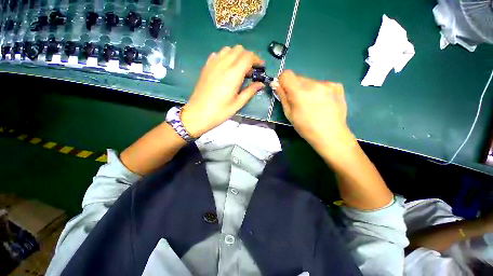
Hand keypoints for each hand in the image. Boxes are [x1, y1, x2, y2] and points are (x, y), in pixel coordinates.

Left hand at [181, 45, 264, 136]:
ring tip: (239, 68)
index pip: (248, 57)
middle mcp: (223, 65)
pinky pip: (217, 54)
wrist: (198, 114)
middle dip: (248, 56)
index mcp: (233, 75)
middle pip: (239, 49)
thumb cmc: (220, 112)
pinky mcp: (206, 67)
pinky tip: (226, 68)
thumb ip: (250, 91)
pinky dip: (225, 57)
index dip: (257, 59)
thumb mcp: (238, 104)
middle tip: (251, 70)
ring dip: (237, 55)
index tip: (261, 67)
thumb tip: (261, 84)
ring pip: (228, 49)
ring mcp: (213, 64)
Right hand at [274, 70, 352, 148]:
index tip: (284, 90)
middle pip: (298, 78)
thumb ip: (282, 97)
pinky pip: (322, 84)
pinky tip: (322, 102)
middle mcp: (314, 84)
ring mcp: (327, 84)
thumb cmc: (306, 127)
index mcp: (300, 92)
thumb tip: (275, 84)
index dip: (282, 81)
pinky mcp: (337, 86)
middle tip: (298, 101)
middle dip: (295, 87)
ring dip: (307, 89)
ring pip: (310, 81)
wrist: (330, 135)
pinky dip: (319, 90)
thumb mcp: (289, 114)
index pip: (287, 74)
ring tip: (311, 103)